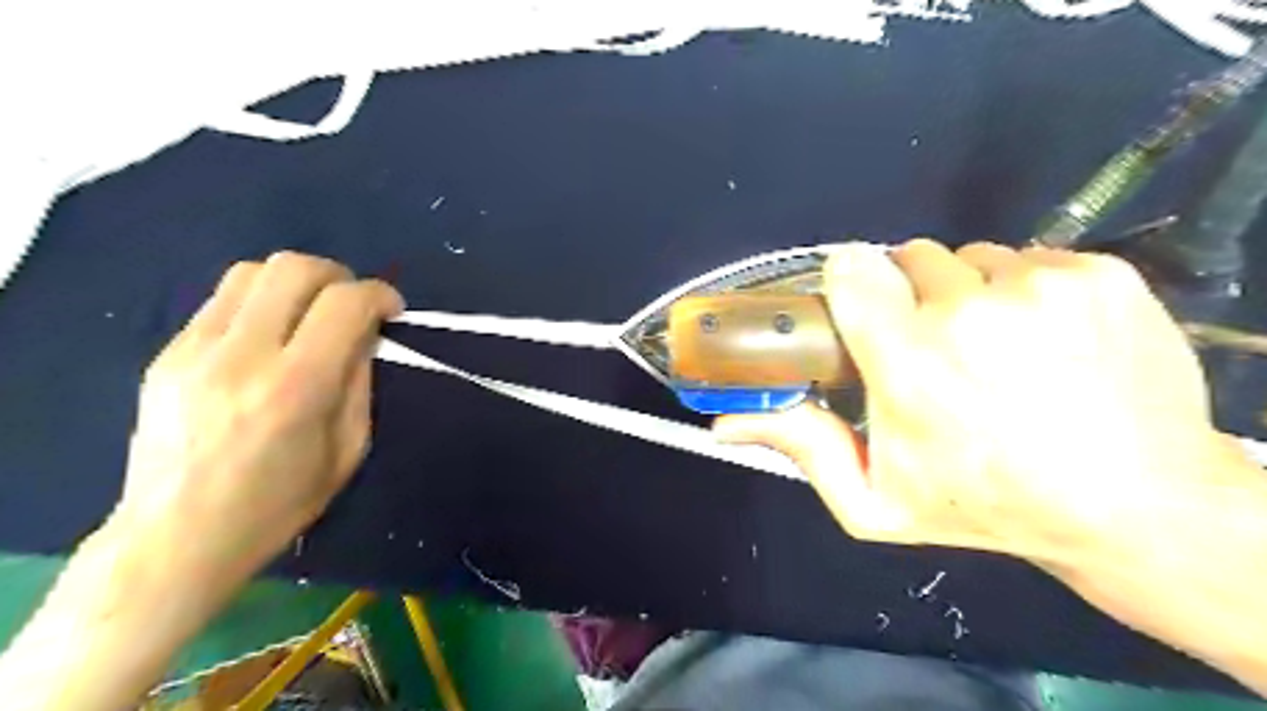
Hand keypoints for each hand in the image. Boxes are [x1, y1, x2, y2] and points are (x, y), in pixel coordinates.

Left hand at [115, 252, 398, 584]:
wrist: (175, 537)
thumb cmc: (278, 503)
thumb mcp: (347, 449)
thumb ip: (359, 383)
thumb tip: (365, 335)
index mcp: (296, 387)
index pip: (345, 304)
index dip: (380, 294)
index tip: (392, 310)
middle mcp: (242, 356)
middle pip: (293, 268)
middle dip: (338, 276)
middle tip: (352, 305)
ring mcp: (194, 351)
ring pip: (250, 272)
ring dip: (295, 282)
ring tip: (310, 313)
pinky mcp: (167, 354)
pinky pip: (221, 301)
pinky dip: (260, 303)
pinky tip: (269, 337)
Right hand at [717, 243, 1248, 574]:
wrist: (1135, 506)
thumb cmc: (985, 505)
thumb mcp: (874, 500)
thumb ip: (800, 449)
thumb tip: (724, 423)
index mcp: (908, 363)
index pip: (854, 269)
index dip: (851, 282)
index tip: (862, 308)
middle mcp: (970, 312)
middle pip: (911, 258)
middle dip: (911, 295)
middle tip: (931, 346)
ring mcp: (1042, 287)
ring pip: (974, 259)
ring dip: (969, 293)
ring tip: (992, 348)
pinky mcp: (1099, 275)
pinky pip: (1032, 258)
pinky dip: (1025, 291)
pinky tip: (1044, 341)